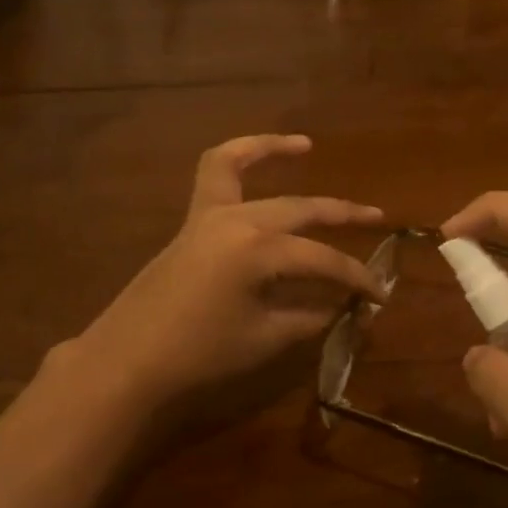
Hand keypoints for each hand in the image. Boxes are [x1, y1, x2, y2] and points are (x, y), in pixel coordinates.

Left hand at [75, 135, 385, 404]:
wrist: (128, 362)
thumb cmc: (199, 355)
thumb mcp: (265, 339)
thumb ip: (310, 316)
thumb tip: (343, 306)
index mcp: (259, 251)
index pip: (323, 260)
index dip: (356, 278)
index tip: (379, 294)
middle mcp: (237, 220)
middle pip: (301, 210)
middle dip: (343, 214)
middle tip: (377, 219)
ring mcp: (208, 215)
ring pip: (243, 168)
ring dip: (275, 153)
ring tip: (306, 146)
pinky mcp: (191, 222)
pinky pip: (212, 176)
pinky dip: (234, 159)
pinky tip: (252, 157)